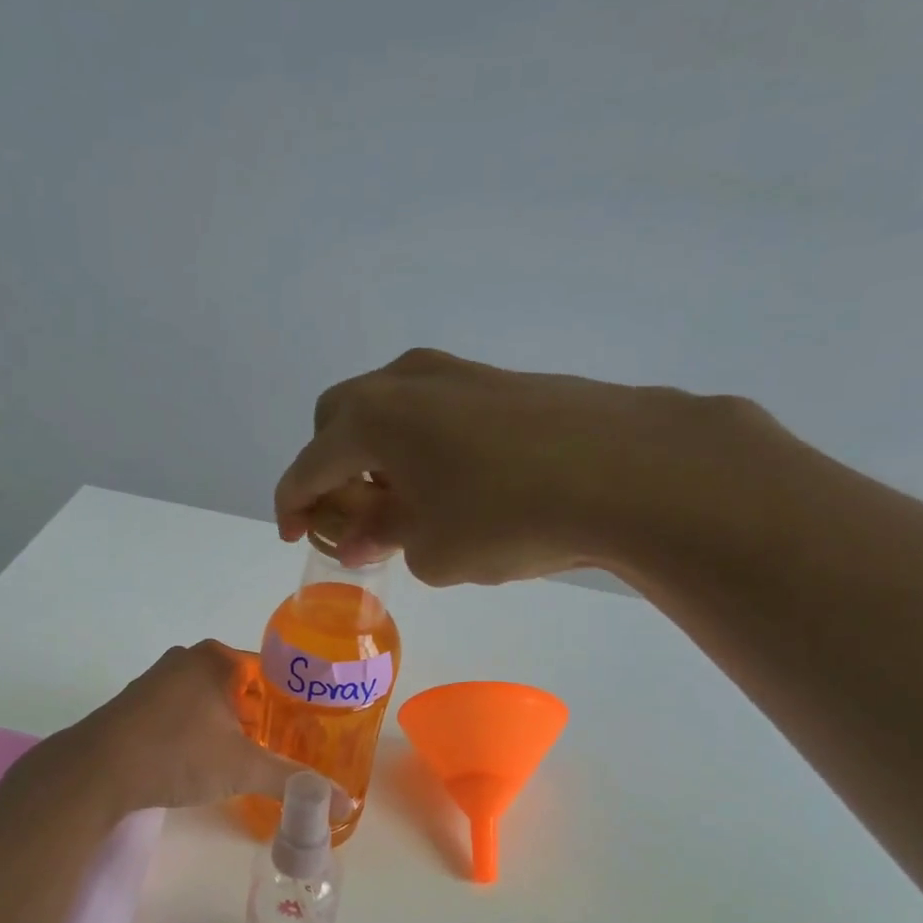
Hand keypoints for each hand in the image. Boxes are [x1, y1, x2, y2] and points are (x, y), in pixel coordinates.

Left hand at [53, 641, 323, 814]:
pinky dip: (202, 730)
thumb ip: (293, 781)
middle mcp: (188, 659)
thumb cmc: (175, 754)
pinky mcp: (138, 704)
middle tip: (289, 747)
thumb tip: (344, 804)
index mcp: (216, 658)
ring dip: (232, 724)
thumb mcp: (241, 768)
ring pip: (212, 699)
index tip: (313, 728)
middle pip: (244, 686)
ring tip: (255, 756)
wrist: (95, 772)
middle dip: (265, 715)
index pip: (273, 671)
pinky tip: (209, 759)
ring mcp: (158, 680)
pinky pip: (186, 711)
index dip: (295, 700)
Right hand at [274, 347, 791, 586]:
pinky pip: (433, 411)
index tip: (293, 535)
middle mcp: (403, 382)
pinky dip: (421, 446)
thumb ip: (384, 538)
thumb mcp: (430, 549)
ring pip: (388, 411)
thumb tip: (365, 534)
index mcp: (370, 419)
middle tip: (353, 518)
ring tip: (404, 506)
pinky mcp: (499, 380)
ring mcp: (455, 373)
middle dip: (332, 469)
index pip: (308, 466)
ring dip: (378, 456)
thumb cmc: (507, 517)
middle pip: (339, 420)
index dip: (293, 505)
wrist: (629, 471)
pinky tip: (453, 486)